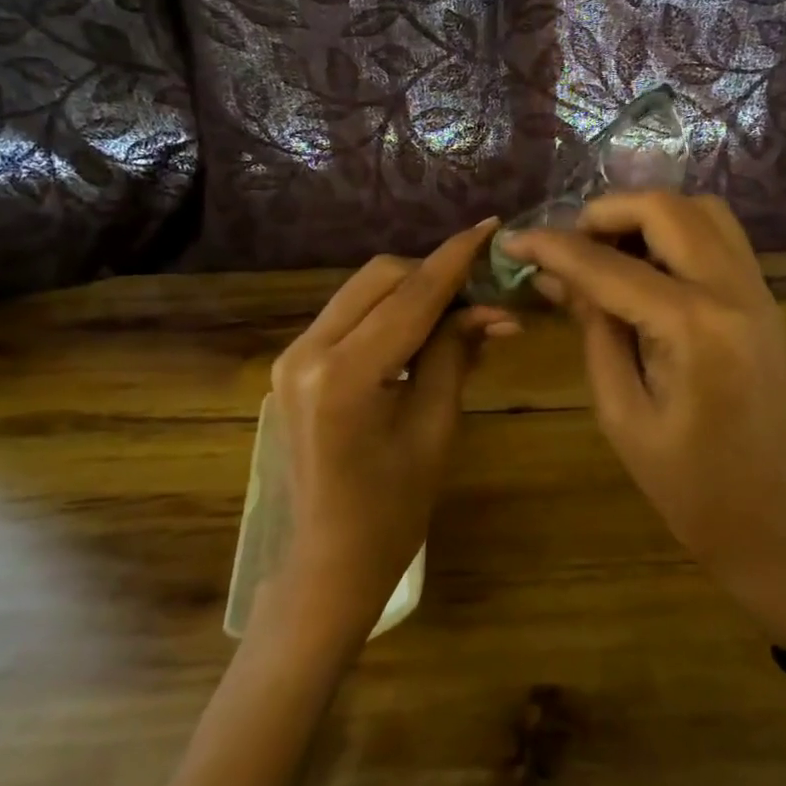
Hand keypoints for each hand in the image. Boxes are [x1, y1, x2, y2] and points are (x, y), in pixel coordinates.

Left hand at [261, 220, 517, 646]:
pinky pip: (350, 316)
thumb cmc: (394, 509)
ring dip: (412, 291)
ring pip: (364, 291)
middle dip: (434, 275)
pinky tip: (422, 333)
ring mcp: (292, 356)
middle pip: (380, 278)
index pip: (411, 297)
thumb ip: (455, 354)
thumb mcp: (435, 427)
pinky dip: (389, 313)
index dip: (455, 258)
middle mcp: (306, 352)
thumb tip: (493, 309)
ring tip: (459, 315)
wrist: (330, 559)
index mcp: (343, 375)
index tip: (491, 226)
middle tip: (482, 295)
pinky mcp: (293, 363)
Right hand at [503, 194, 785, 644]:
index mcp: (694, 328)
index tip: (514, 241)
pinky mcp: (766, 301)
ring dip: (648, 216)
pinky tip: (647, 268)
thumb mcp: (622, 412)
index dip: (554, 247)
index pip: (609, 265)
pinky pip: (721, 238)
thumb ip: (593, 330)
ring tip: (608, 250)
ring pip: (703, 211)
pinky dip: (678, 233)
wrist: (773, 521)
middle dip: (606, 212)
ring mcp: (759, 292)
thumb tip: (555, 275)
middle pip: (667, 209)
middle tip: (569, 243)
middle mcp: (734, 292)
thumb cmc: (688, 486)